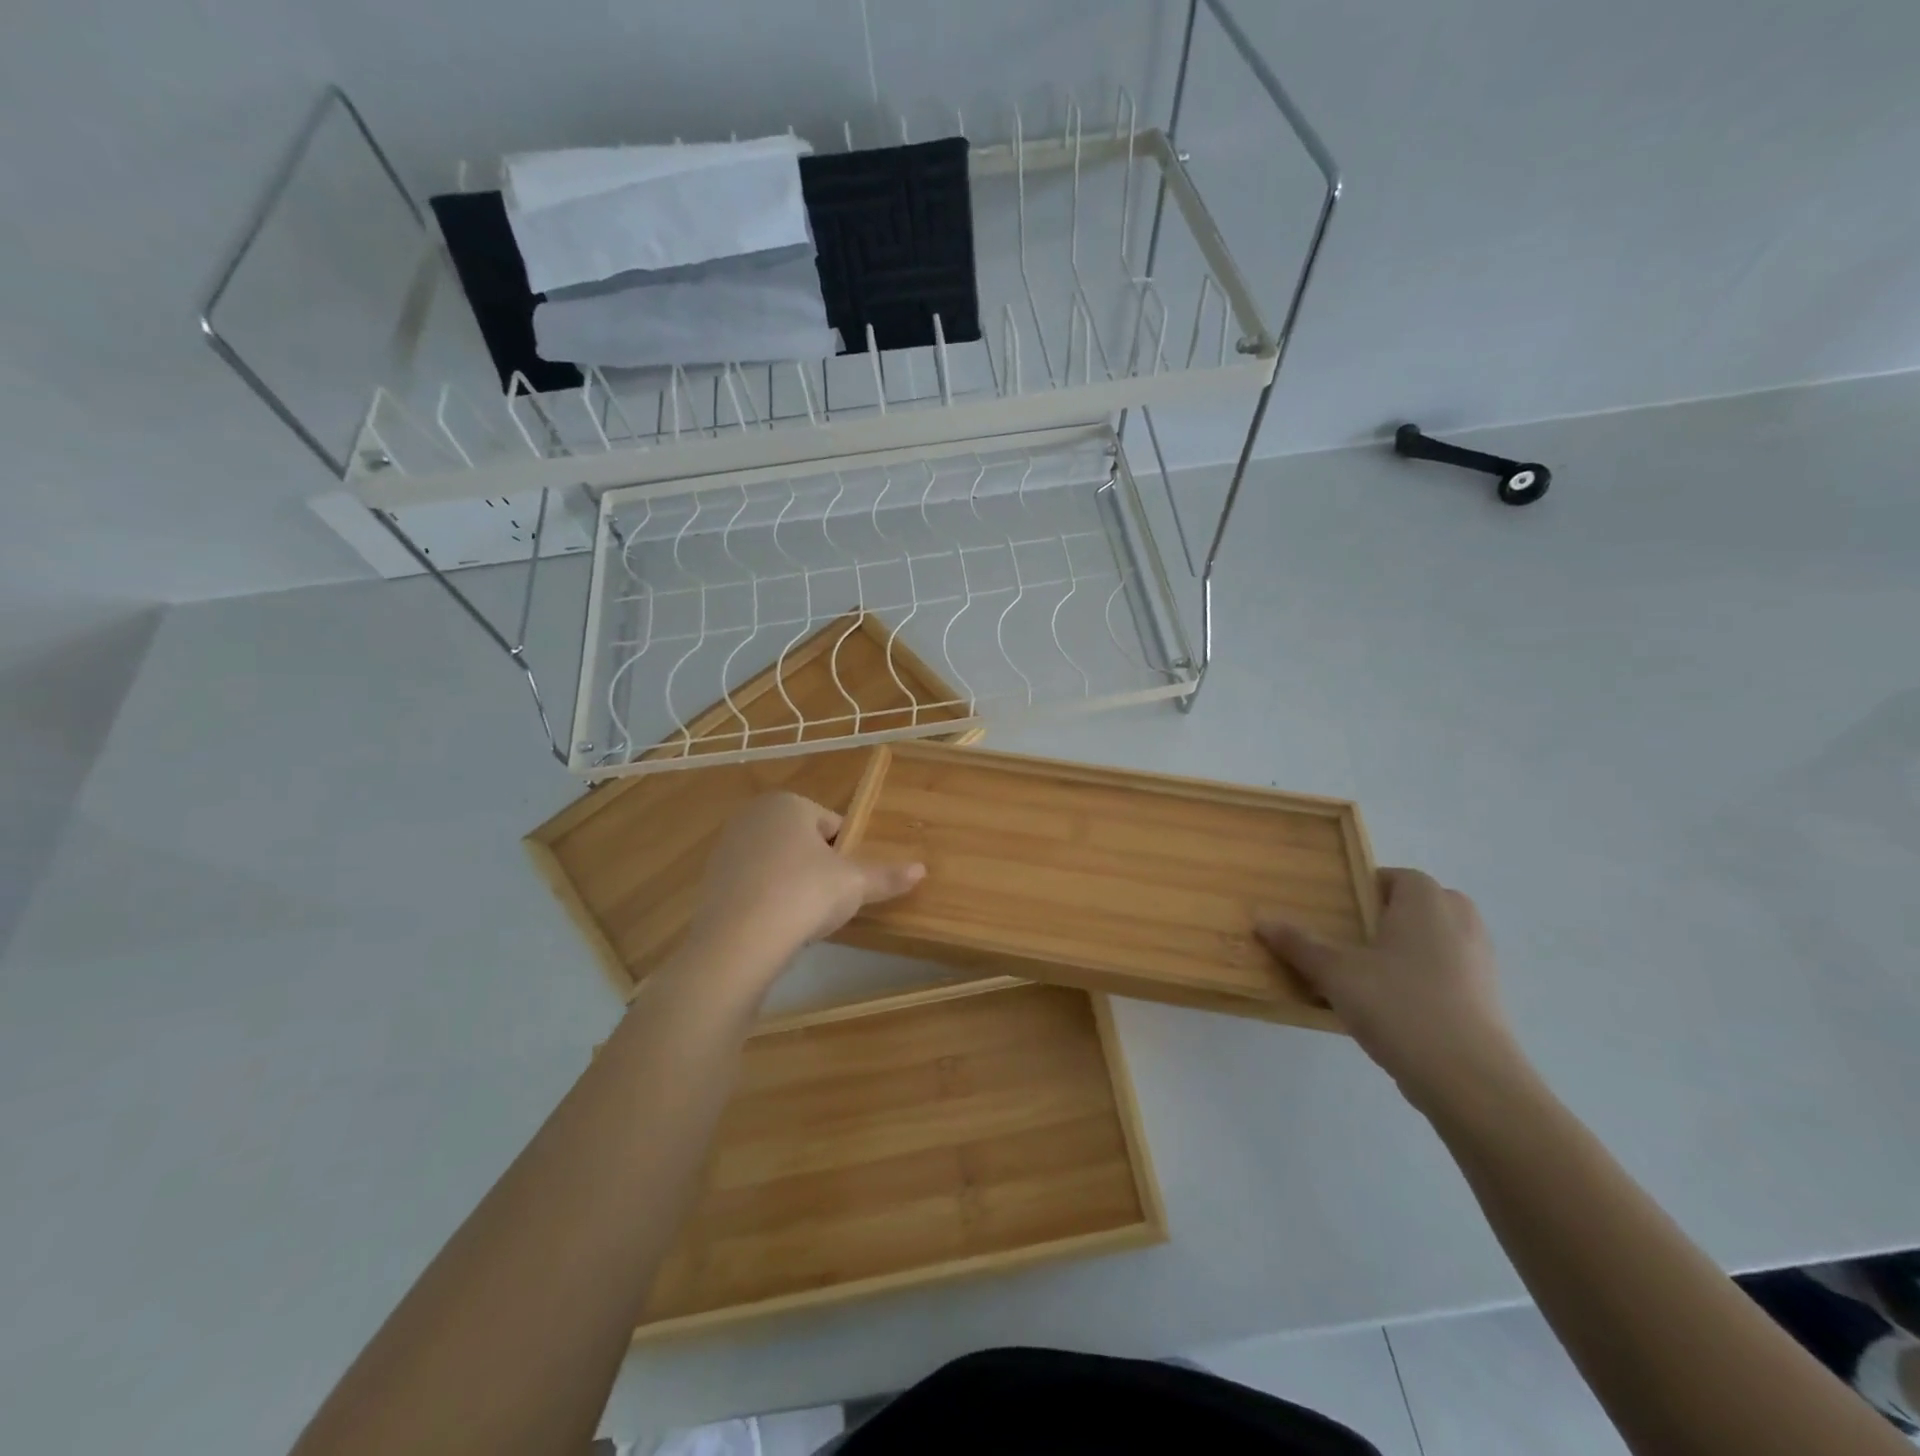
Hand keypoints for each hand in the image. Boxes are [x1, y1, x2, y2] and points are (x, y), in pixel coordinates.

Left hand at [687, 791, 924, 974]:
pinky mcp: (710, 881)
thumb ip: (887, 876)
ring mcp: (726, 847)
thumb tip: (922, 869)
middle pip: (802, 841)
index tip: (849, 882)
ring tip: (803, 917)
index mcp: (788, 804)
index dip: (846, 854)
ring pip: (776, 863)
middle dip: (817, 867)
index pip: (832, 824)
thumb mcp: (854, 885)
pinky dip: (766, 900)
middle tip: (829, 900)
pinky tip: (775, 926)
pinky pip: (752, 886)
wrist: (738, 940)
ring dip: (792, 883)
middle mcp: (753, 816)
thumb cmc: (804, 894)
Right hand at [1257, 869, 1524, 1113]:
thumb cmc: (1399, 1006)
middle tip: (1353, 940)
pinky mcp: (1488, 999)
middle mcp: (1460, 922)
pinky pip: (1450, 973)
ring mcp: (1481, 962)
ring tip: (1369, 976)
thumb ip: (1299, 945)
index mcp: (1426, 903)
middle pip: (1423, 905)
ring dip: (1409, 949)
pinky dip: (1426, 980)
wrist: (1470, 1080)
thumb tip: (1261, 920)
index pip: (1399, 877)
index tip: (1339, 913)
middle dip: (1391, 917)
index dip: (1367, 889)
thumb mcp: (1336, 973)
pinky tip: (1395, 1008)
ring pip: (1439, 940)